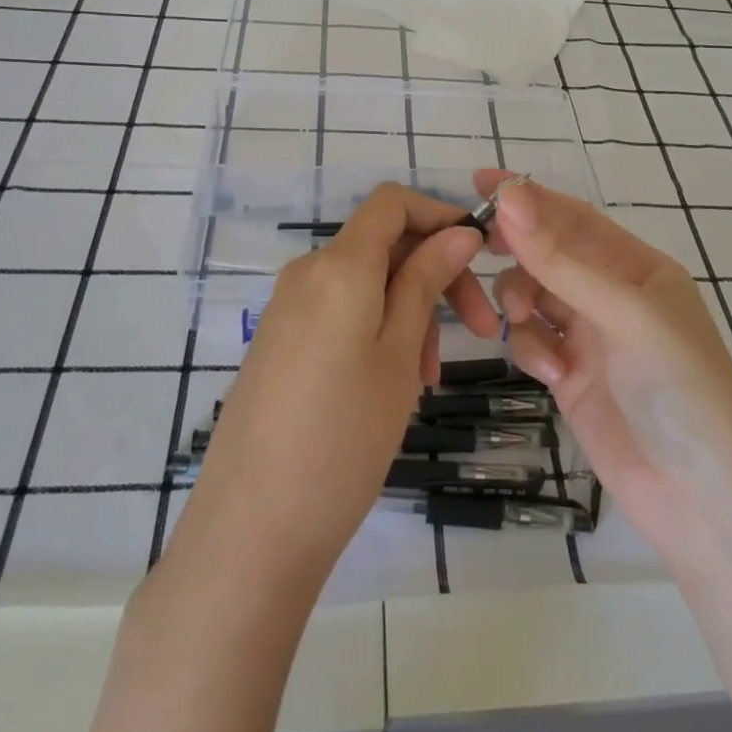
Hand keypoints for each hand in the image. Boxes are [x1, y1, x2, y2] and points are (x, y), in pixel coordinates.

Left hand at [173, 183, 495, 588]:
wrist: (251, 530)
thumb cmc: (343, 438)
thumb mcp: (399, 354)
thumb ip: (425, 281)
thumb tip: (458, 231)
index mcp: (339, 265)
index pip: (391, 202)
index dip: (439, 214)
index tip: (479, 254)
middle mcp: (307, 273)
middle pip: (383, 244)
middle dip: (435, 272)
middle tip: (480, 329)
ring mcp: (287, 308)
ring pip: (365, 283)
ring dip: (409, 309)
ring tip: (429, 376)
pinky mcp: (279, 341)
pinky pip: (339, 311)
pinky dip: (377, 328)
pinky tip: (394, 382)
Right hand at [476, 170, 731, 562]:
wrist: (703, 501)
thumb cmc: (679, 389)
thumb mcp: (625, 315)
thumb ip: (561, 260)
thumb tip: (509, 197)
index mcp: (637, 267)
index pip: (575, 217)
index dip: (530, 197)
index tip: (480, 180)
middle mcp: (612, 295)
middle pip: (549, 253)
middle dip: (516, 246)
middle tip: (475, 242)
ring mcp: (590, 337)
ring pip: (533, 295)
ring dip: (519, 299)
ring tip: (519, 319)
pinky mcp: (570, 377)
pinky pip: (533, 341)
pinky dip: (531, 348)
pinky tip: (551, 373)